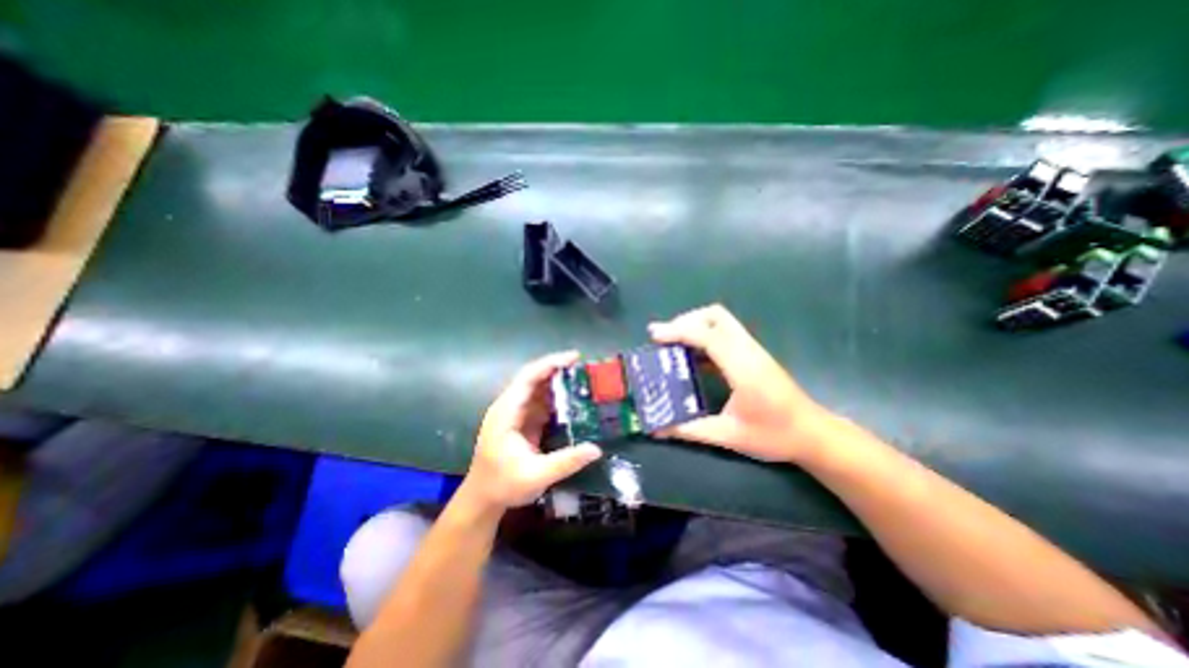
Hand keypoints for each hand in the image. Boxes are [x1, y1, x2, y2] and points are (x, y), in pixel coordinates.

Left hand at [458, 349, 599, 510]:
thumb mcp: (536, 477)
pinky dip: (556, 397)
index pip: (528, 378)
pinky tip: (573, 400)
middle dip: (557, 369)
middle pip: (533, 378)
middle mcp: (509, 407)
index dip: (550, 364)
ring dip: (558, 382)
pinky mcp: (521, 421)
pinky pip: (540, 402)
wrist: (482, 499)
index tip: (574, 357)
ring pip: (537, 388)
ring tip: (583, 380)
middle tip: (583, 367)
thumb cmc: (503, 485)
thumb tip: (596, 449)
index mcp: (506, 413)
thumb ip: (566, 462)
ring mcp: (515, 413)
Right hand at [648, 301, 833, 464]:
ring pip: (722, 320)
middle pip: (716, 315)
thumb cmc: (774, 436)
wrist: (814, 434)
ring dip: (695, 324)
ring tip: (673, 342)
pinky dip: (705, 334)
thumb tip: (656, 428)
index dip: (679, 331)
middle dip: (686, 320)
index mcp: (743, 368)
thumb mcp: (728, 435)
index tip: (655, 336)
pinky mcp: (754, 354)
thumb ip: (689, 430)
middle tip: (664, 337)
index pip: (708, 335)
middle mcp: (749, 351)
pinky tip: (693, 354)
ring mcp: (753, 349)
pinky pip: (726, 332)